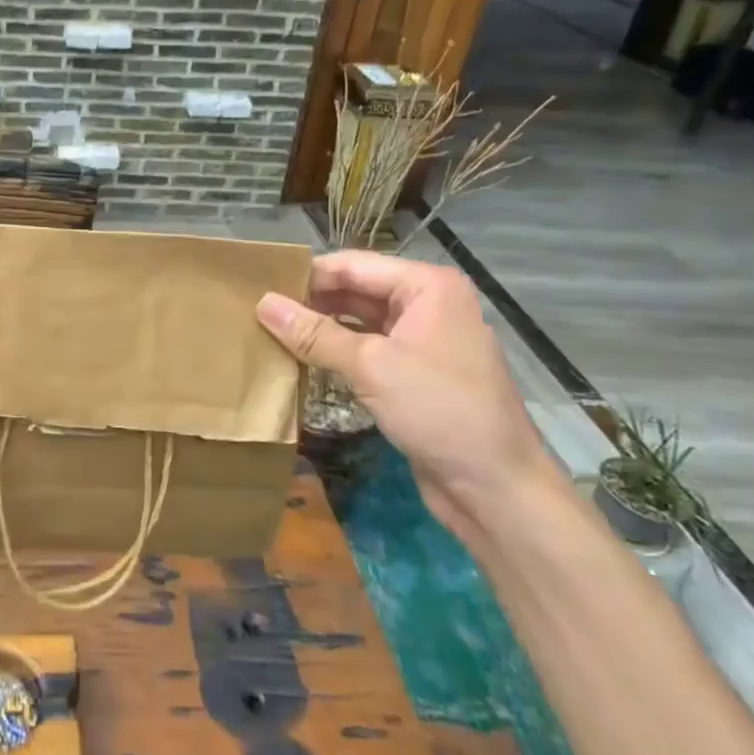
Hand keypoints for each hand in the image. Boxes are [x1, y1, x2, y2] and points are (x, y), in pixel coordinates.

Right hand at [256, 251, 557, 538]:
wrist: (497, 488)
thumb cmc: (439, 411)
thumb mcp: (370, 366)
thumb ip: (314, 333)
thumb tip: (262, 303)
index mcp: (427, 287)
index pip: (352, 266)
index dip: (305, 275)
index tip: (257, 285)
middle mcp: (428, 304)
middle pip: (355, 290)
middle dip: (310, 301)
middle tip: (257, 311)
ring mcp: (423, 340)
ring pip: (358, 321)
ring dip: (320, 328)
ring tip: (269, 333)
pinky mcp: (415, 374)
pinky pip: (367, 350)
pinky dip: (336, 353)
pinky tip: (300, 361)